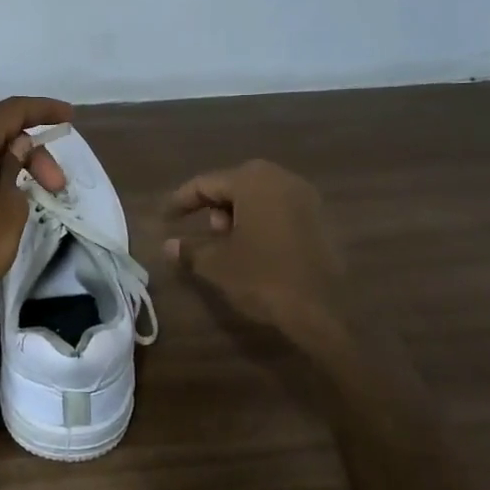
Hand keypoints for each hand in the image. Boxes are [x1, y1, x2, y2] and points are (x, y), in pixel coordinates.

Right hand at [163, 160, 350, 352]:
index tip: (165, 219)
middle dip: (214, 207)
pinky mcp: (322, 218)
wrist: (324, 310)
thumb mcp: (217, 264)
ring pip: (259, 196)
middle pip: (234, 185)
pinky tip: (256, 249)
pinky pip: (280, 210)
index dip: (181, 201)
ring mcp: (306, 196)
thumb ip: (189, 249)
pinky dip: (262, 222)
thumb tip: (168, 245)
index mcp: (252, 181)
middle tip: (204, 233)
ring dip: (238, 214)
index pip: (205, 184)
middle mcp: (281, 178)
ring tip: (229, 245)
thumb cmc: (263, 277)